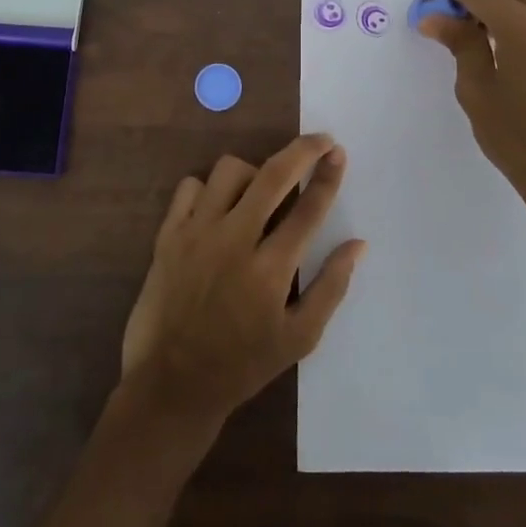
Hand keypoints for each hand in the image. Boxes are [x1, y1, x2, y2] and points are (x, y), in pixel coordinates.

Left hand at [119, 135, 365, 429]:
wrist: (171, 385)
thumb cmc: (241, 365)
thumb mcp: (298, 339)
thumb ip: (330, 287)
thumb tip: (358, 244)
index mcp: (270, 270)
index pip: (308, 208)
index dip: (328, 175)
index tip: (339, 152)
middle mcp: (234, 241)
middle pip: (273, 175)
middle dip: (302, 150)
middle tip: (319, 141)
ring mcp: (196, 234)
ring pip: (228, 170)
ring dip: (253, 171)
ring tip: (260, 190)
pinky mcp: (167, 235)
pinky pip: (189, 187)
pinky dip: (207, 188)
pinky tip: (218, 207)